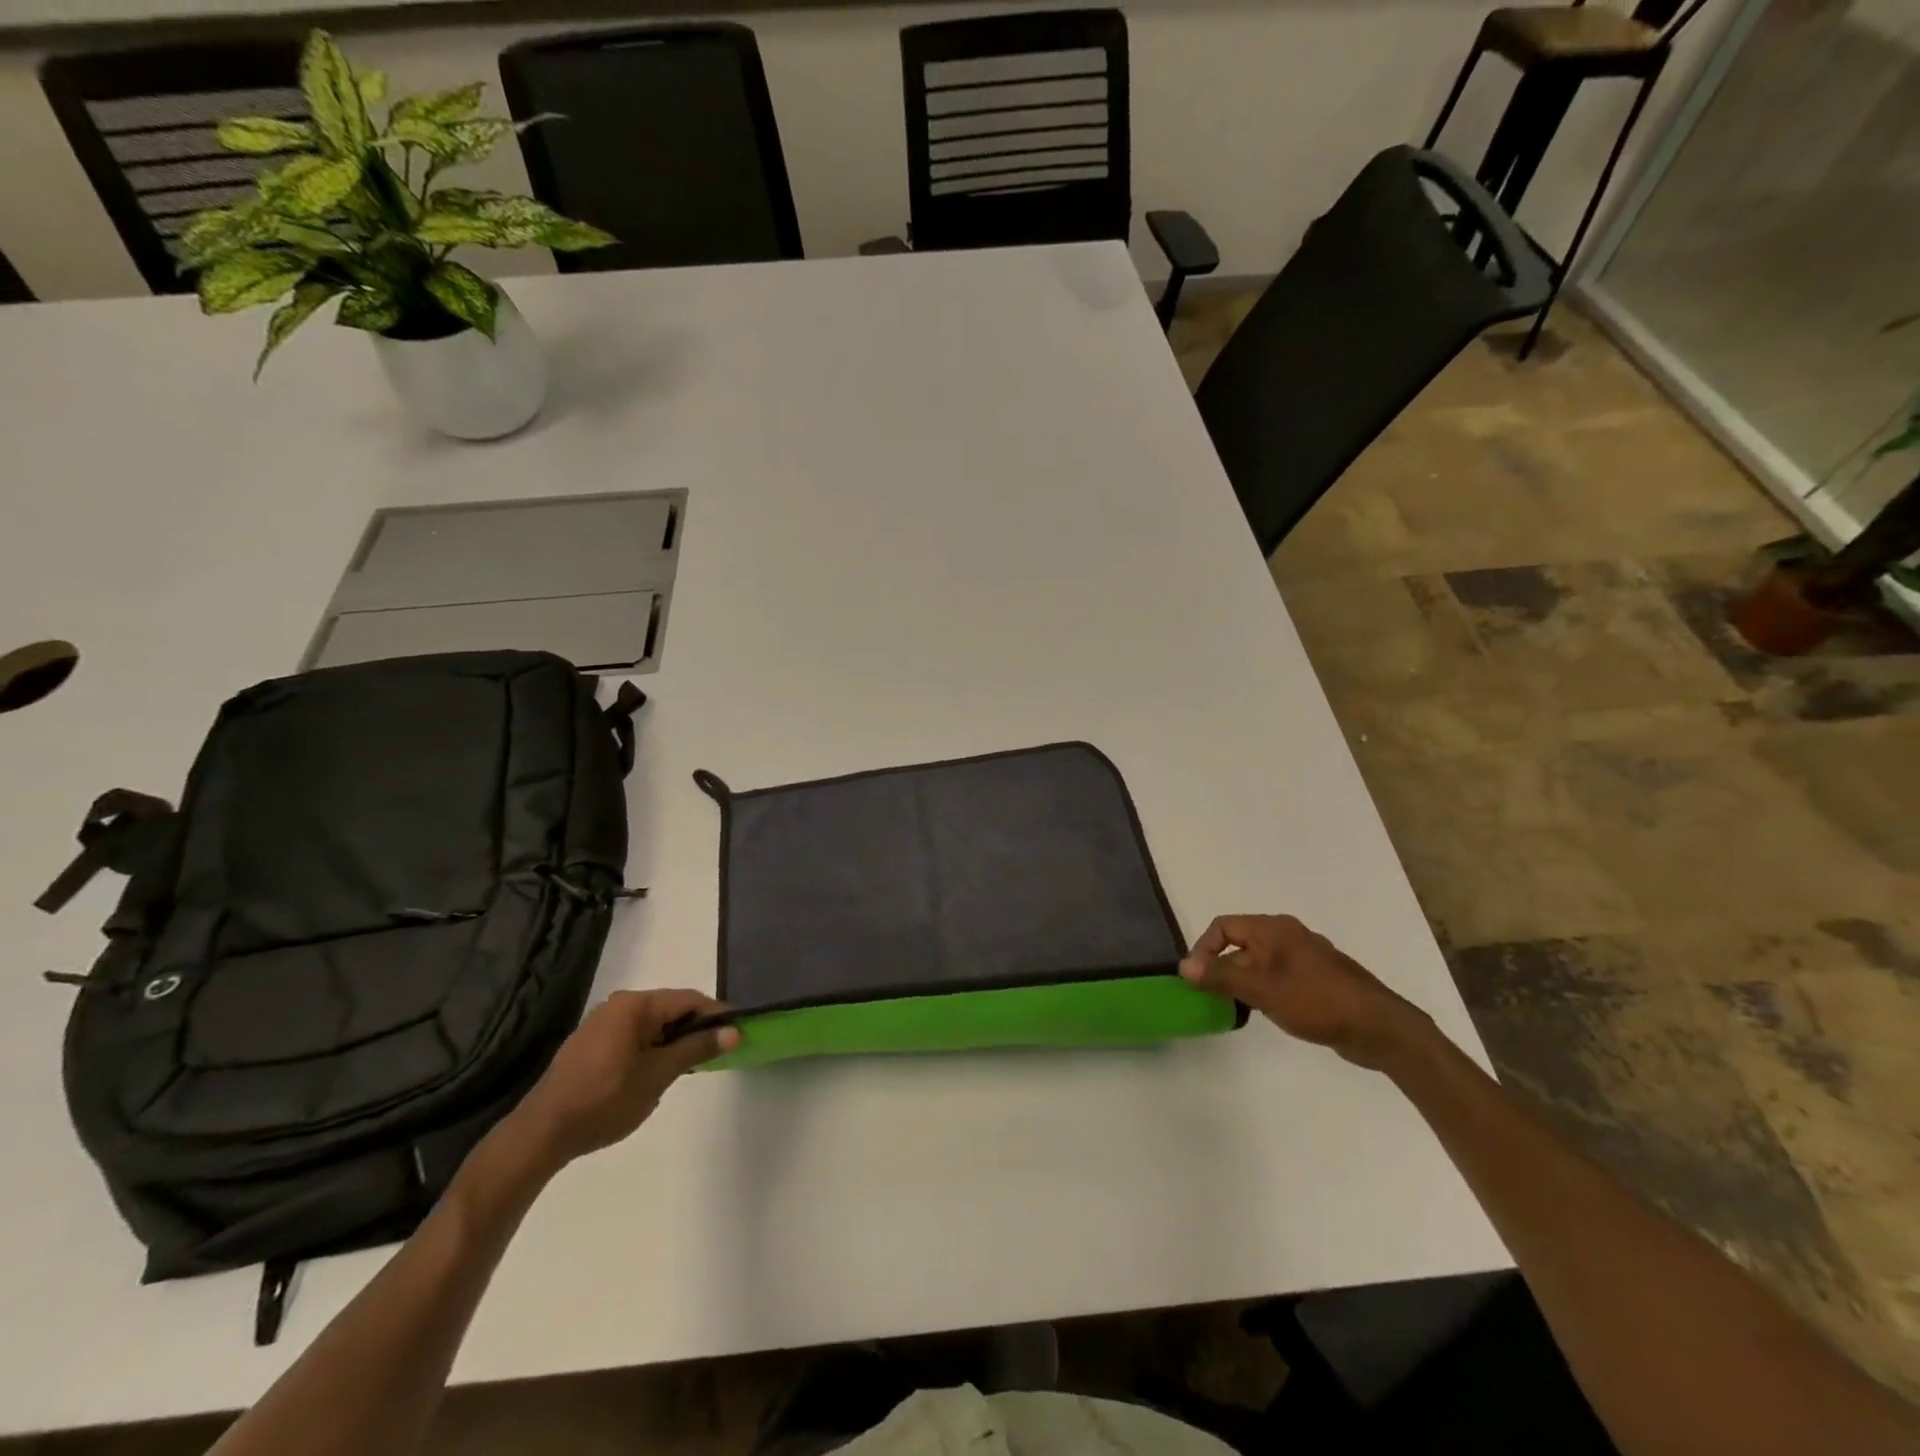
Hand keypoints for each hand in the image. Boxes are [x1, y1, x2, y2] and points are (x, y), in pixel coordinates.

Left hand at [503, 989, 737, 1172]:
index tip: (739, 1033)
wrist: (541, 1133)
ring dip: (674, 1040)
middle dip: (695, 1028)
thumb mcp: (658, 1076)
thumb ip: (696, 1049)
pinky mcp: (590, 1043)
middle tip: (718, 1052)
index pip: (689, 1000)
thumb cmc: (605, 1100)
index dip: (717, 1015)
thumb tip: (733, 1032)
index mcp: (635, 1005)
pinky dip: (652, 1047)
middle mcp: (618, 1005)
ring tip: (690, 1065)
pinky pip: (634, 1035)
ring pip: (652, 1023)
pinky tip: (656, 1072)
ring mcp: (601, 1023)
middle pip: (671, 1008)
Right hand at [1179, 915, 1431, 1070]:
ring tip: (1234, 1007)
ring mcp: (1304, 957)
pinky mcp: (1317, 979)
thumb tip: (1183, 966)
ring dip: (1242, 980)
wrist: (1378, 1027)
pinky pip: (1277, 975)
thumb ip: (1221, 976)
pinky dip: (1263, 988)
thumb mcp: (1262, 989)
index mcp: (1273, 929)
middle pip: (1240, 943)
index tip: (1197, 979)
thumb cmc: (1316, 1001)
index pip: (1223, 926)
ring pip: (1259, 961)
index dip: (1204, 948)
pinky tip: (1266, 1012)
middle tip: (1211, 997)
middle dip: (1222, 967)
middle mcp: (1287, 935)